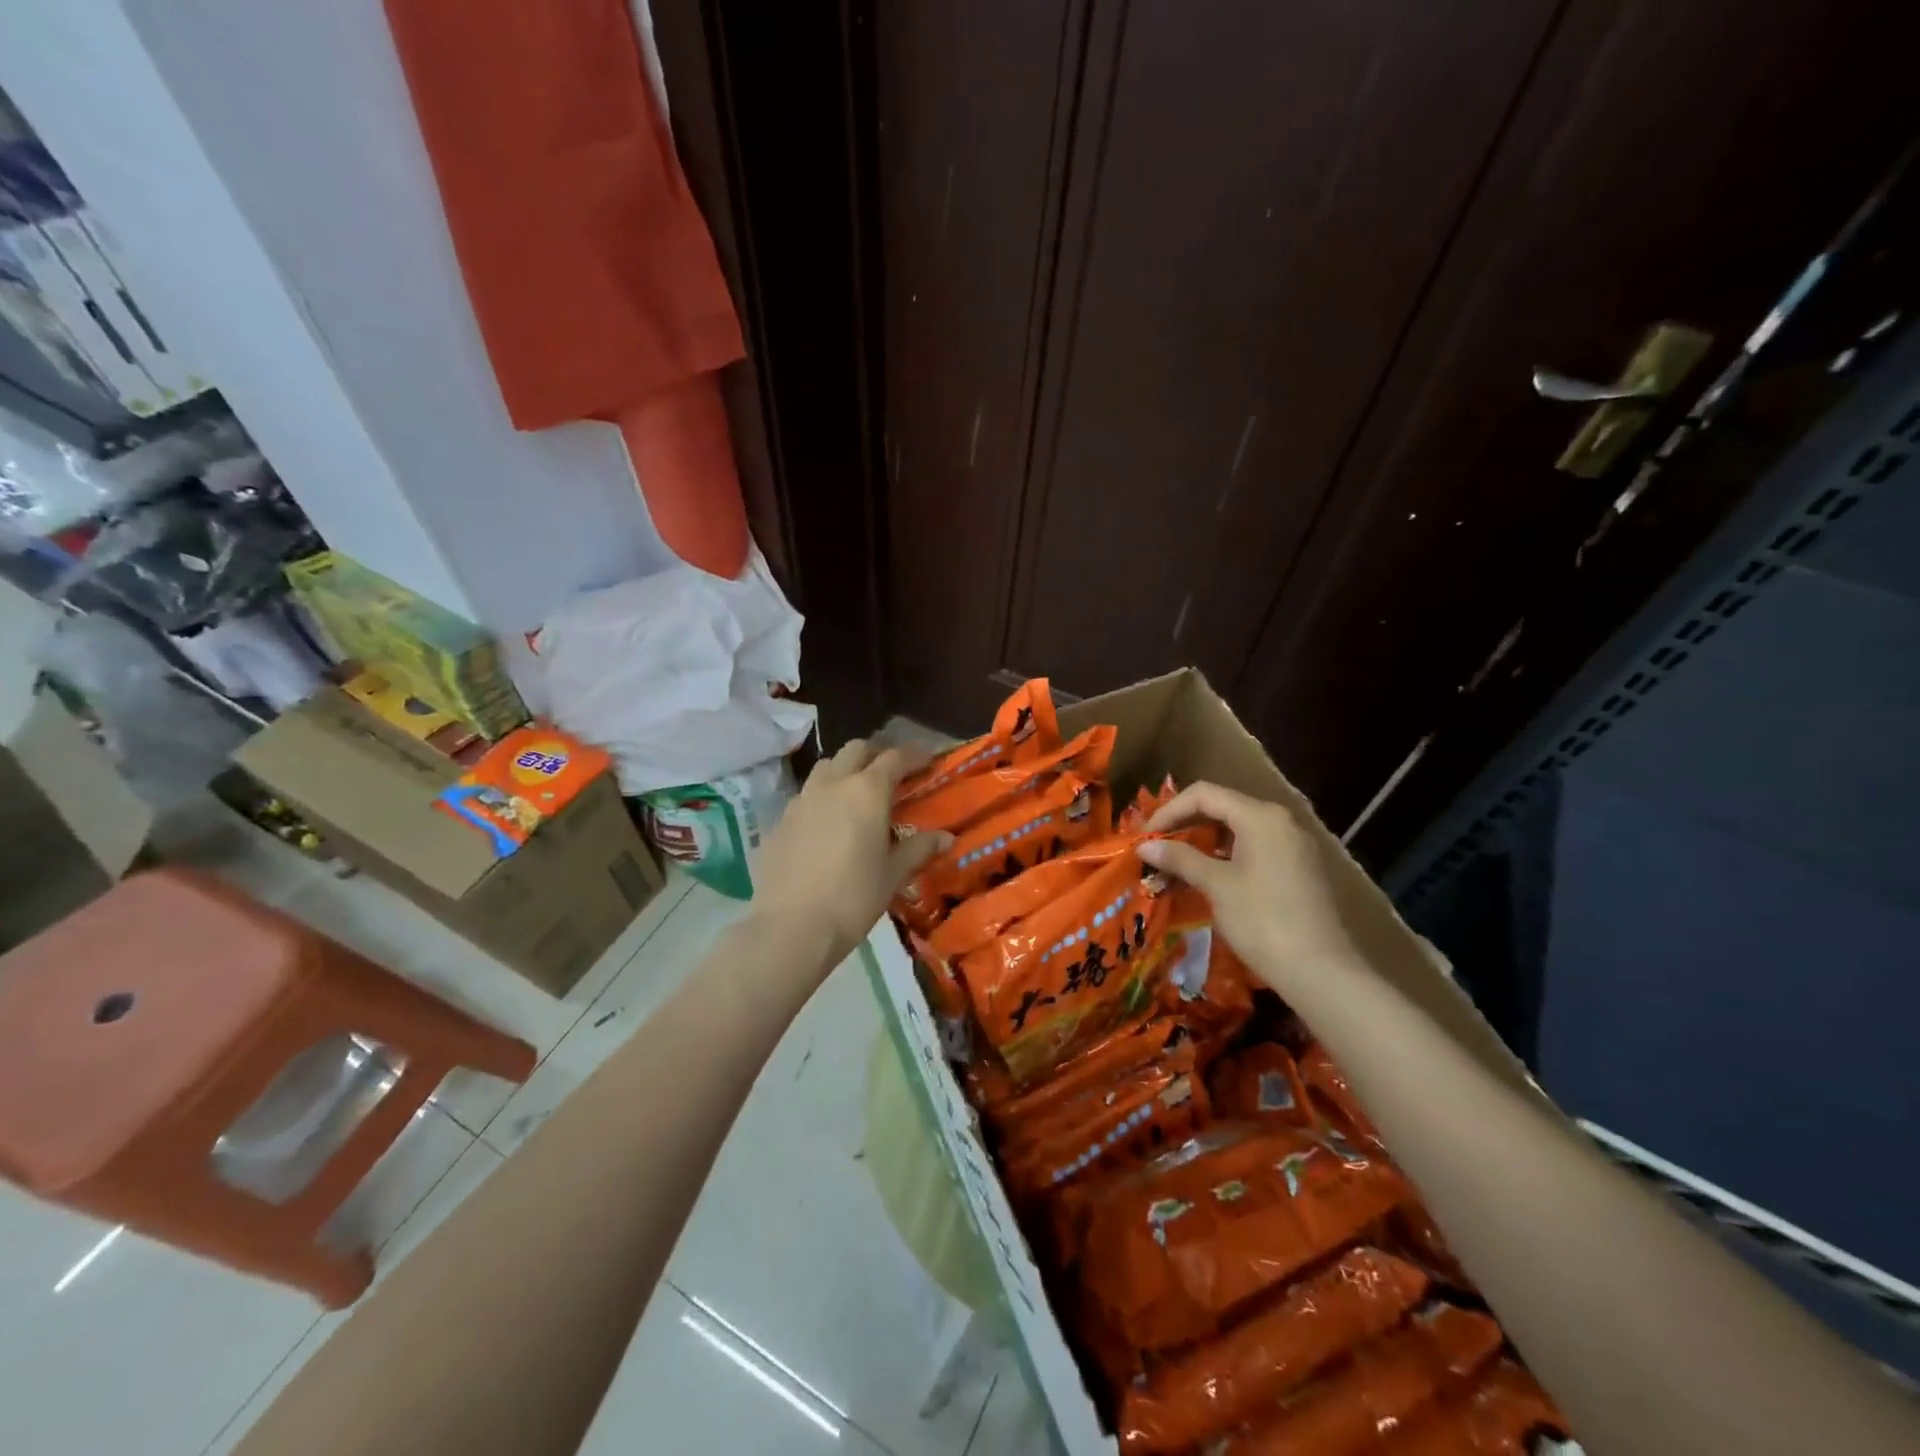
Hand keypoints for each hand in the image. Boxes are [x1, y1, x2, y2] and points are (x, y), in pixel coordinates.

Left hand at [751, 739, 952, 966]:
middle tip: (892, 775)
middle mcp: (832, 784)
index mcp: (867, 791)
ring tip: (856, 796)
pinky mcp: (778, 821)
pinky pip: (804, 797)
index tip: (927, 760)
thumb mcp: (893, 874)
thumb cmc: (853, 897)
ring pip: (826, 768)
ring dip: (845, 771)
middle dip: (876, 755)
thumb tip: (945, 837)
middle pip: (856, 750)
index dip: (914, 755)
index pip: (895, 757)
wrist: (791, 927)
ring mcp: (800, 800)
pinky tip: (826, 827)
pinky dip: (821, 799)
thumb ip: (919, 849)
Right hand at [1138, 782, 1365, 990]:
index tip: (1145, 837)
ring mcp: (1293, 845)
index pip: (1204, 794)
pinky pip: (1254, 848)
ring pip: (1238, 830)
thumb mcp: (1216, 886)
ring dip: (1203, 843)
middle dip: (1185, 825)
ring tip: (1175, 865)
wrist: (1320, 971)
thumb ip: (1180, 859)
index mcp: (1260, 817)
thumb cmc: (1262, 921)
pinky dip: (1226, 856)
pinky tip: (1208, 879)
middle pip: (1222, 808)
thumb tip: (1144, 847)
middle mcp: (1280, 821)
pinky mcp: (1299, 868)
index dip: (1168, 811)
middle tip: (1156, 849)